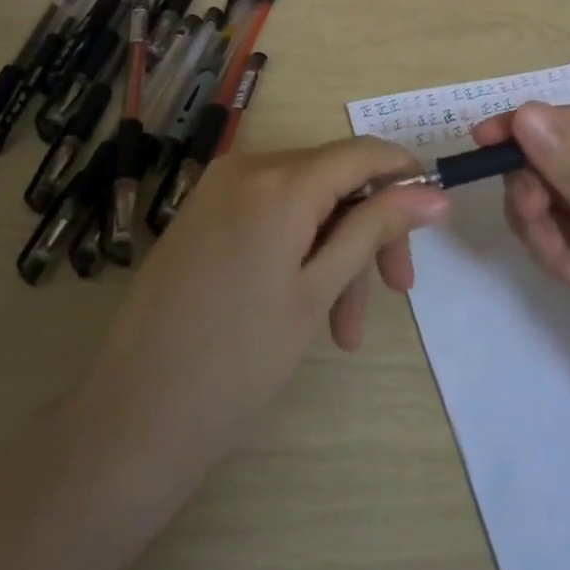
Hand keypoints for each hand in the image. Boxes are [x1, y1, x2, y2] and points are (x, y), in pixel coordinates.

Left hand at [74, 138, 448, 490]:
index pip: (362, 153)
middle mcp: (246, 167)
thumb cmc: (239, 361)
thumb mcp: (318, 290)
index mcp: (279, 180)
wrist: (133, 416)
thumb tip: (435, 193)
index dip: (405, 177)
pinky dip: (298, 248)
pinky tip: (306, 307)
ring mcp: (218, 189)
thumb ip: (375, 228)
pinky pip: (269, 213)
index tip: (434, 218)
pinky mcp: (202, 213)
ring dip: (334, 252)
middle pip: (333, 179)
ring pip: (303, 202)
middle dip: (368, 230)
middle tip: (394, 291)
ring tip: (342, 329)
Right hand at [473, 102, 569, 487]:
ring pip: (551, 199)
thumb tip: (525, 113)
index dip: (534, 128)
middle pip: (560, 161)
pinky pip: (556, 236)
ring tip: (568, 270)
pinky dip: (553, 254)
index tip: (484, 140)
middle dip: (539, 189)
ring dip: (543, 228)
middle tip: (534, 221)